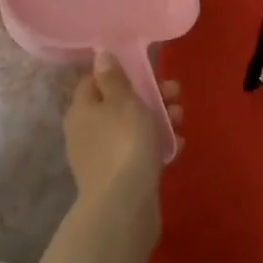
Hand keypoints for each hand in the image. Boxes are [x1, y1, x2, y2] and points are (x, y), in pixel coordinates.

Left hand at [64, 52, 179, 241]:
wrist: (124, 206)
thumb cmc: (123, 143)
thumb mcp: (122, 101)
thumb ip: (113, 77)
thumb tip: (100, 56)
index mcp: (82, 109)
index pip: (95, 80)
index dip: (119, 72)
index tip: (145, 70)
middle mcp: (87, 131)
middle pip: (119, 104)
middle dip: (150, 96)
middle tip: (175, 94)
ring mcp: (103, 156)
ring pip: (133, 128)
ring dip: (159, 119)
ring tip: (181, 120)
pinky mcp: (120, 177)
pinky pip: (140, 152)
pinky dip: (157, 146)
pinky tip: (177, 146)